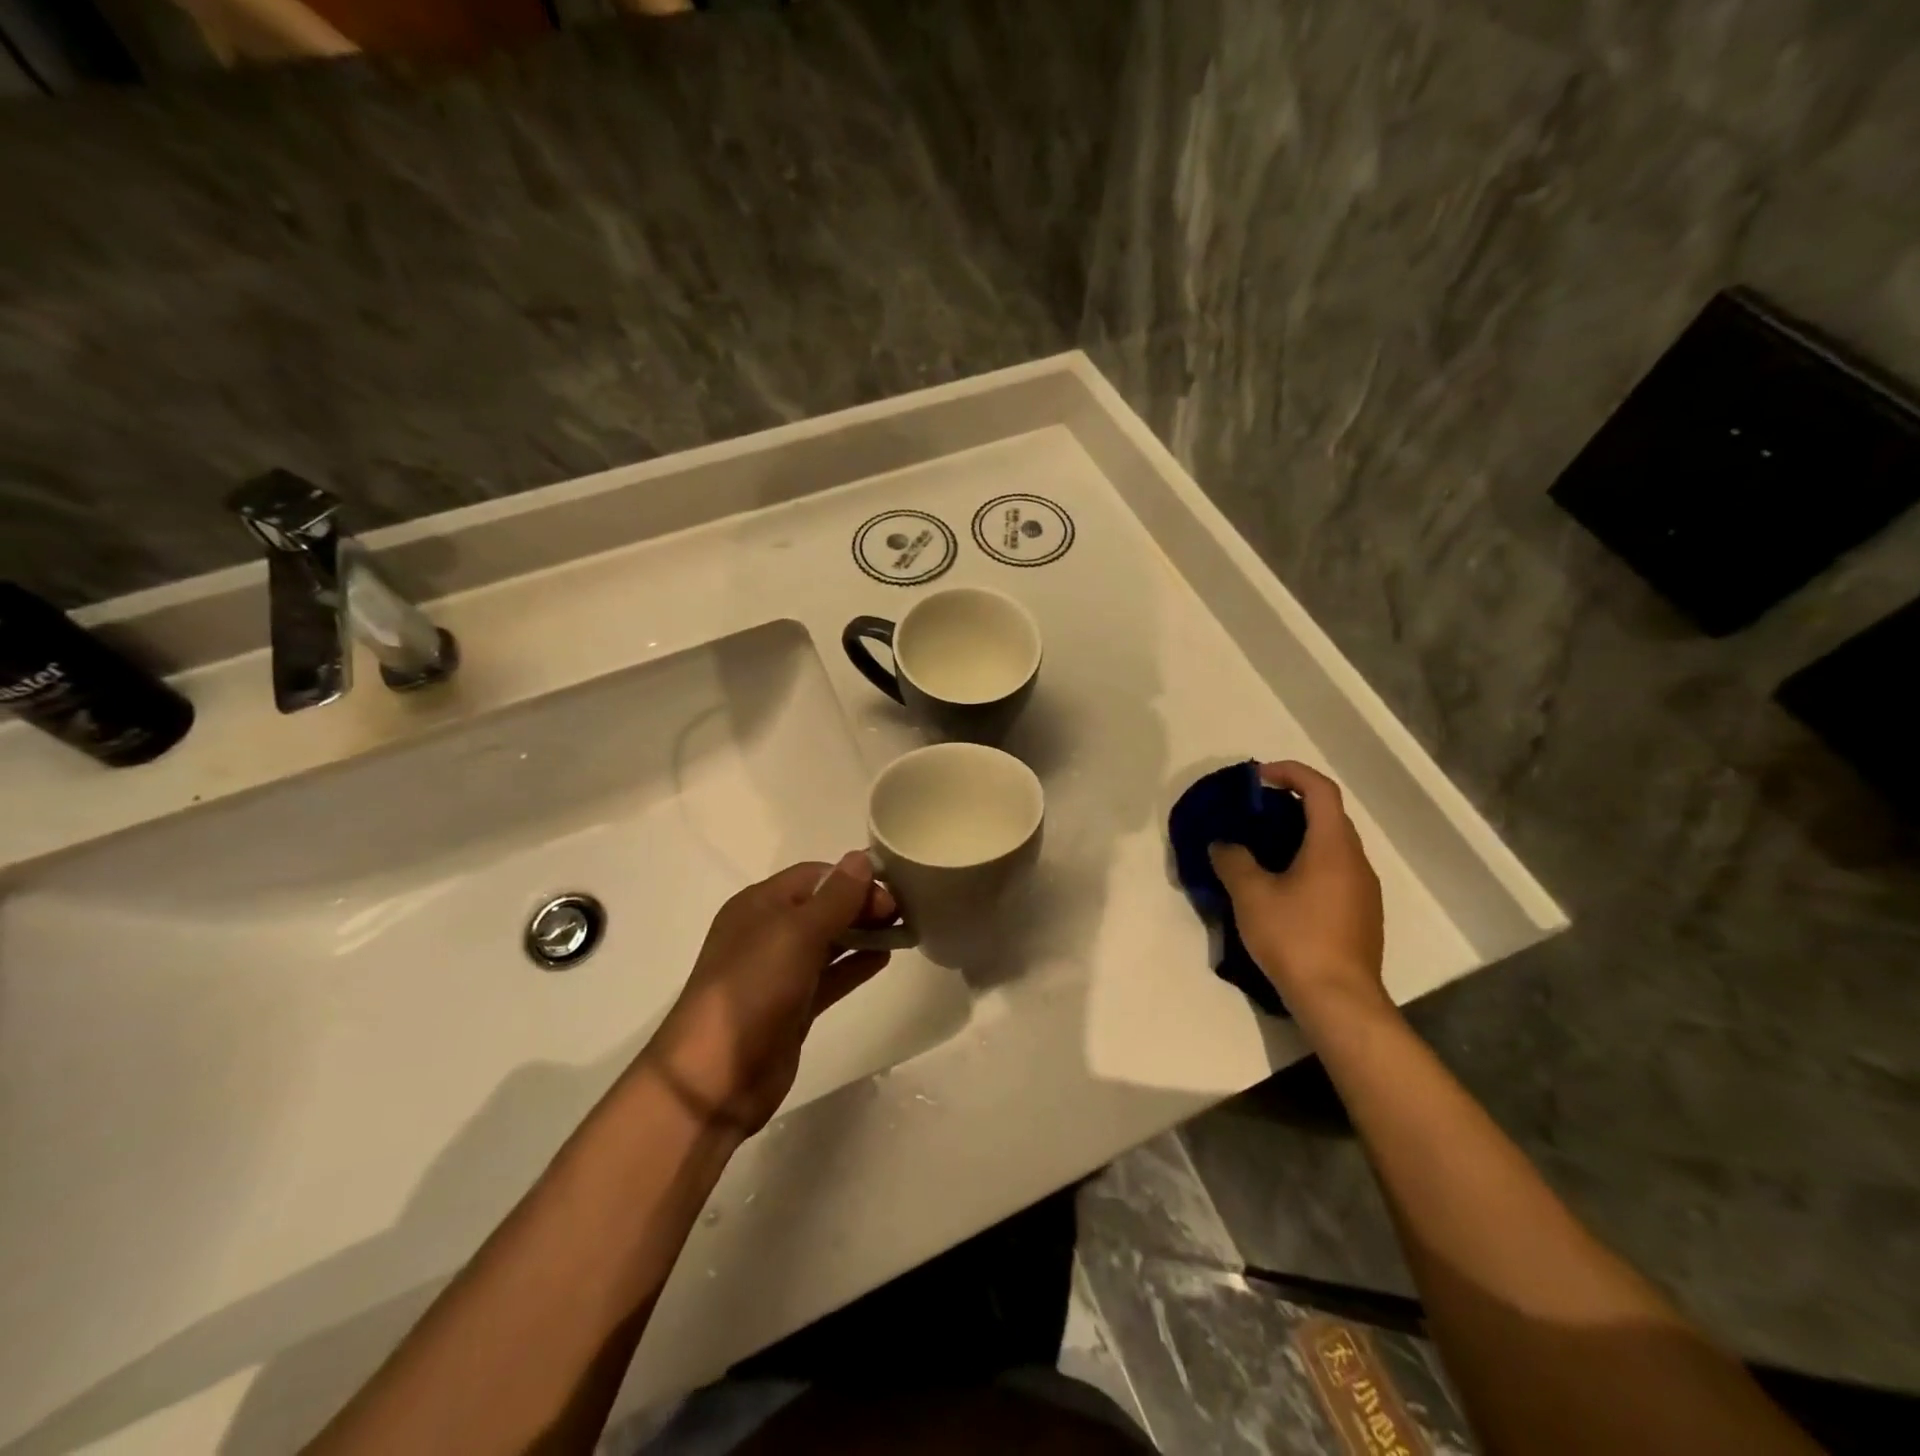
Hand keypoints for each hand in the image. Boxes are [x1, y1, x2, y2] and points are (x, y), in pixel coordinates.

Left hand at [641, 853, 893, 1134]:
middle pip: (823, 906)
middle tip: (900, 913)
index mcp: (758, 905)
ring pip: (829, 941)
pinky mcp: (793, 1007)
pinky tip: (885, 958)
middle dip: (861, 904)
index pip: (814, 876)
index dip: (852, 878)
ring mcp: (780, 972)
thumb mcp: (795, 934)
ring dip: (863, 932)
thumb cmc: (752, 990)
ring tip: (903, 930)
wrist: (715, 1078)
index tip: (890, 889)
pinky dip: (855, 964)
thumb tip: (862, 858)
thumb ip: (834, 898)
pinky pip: (830, 976)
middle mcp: (768, 932)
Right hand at [1209, 761, 1386, 1021]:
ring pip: (1332, 846)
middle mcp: (1356, 861)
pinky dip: (1309, 863)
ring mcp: (1364, 890)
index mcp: (1333, 846)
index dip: (1290, 772)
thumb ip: (1233, 861)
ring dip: (1299, 836)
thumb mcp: (1251, 895)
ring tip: (1261, 850)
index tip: (1258, 777)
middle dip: (1291, 804)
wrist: (1339, 1000)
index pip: (1320, 789)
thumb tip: (1223, 845)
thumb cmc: (1295, 938)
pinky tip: (1282, 888)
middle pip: (1328, 815)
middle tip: (1253, 813)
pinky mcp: (1362, 916)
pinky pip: (1335, 872)